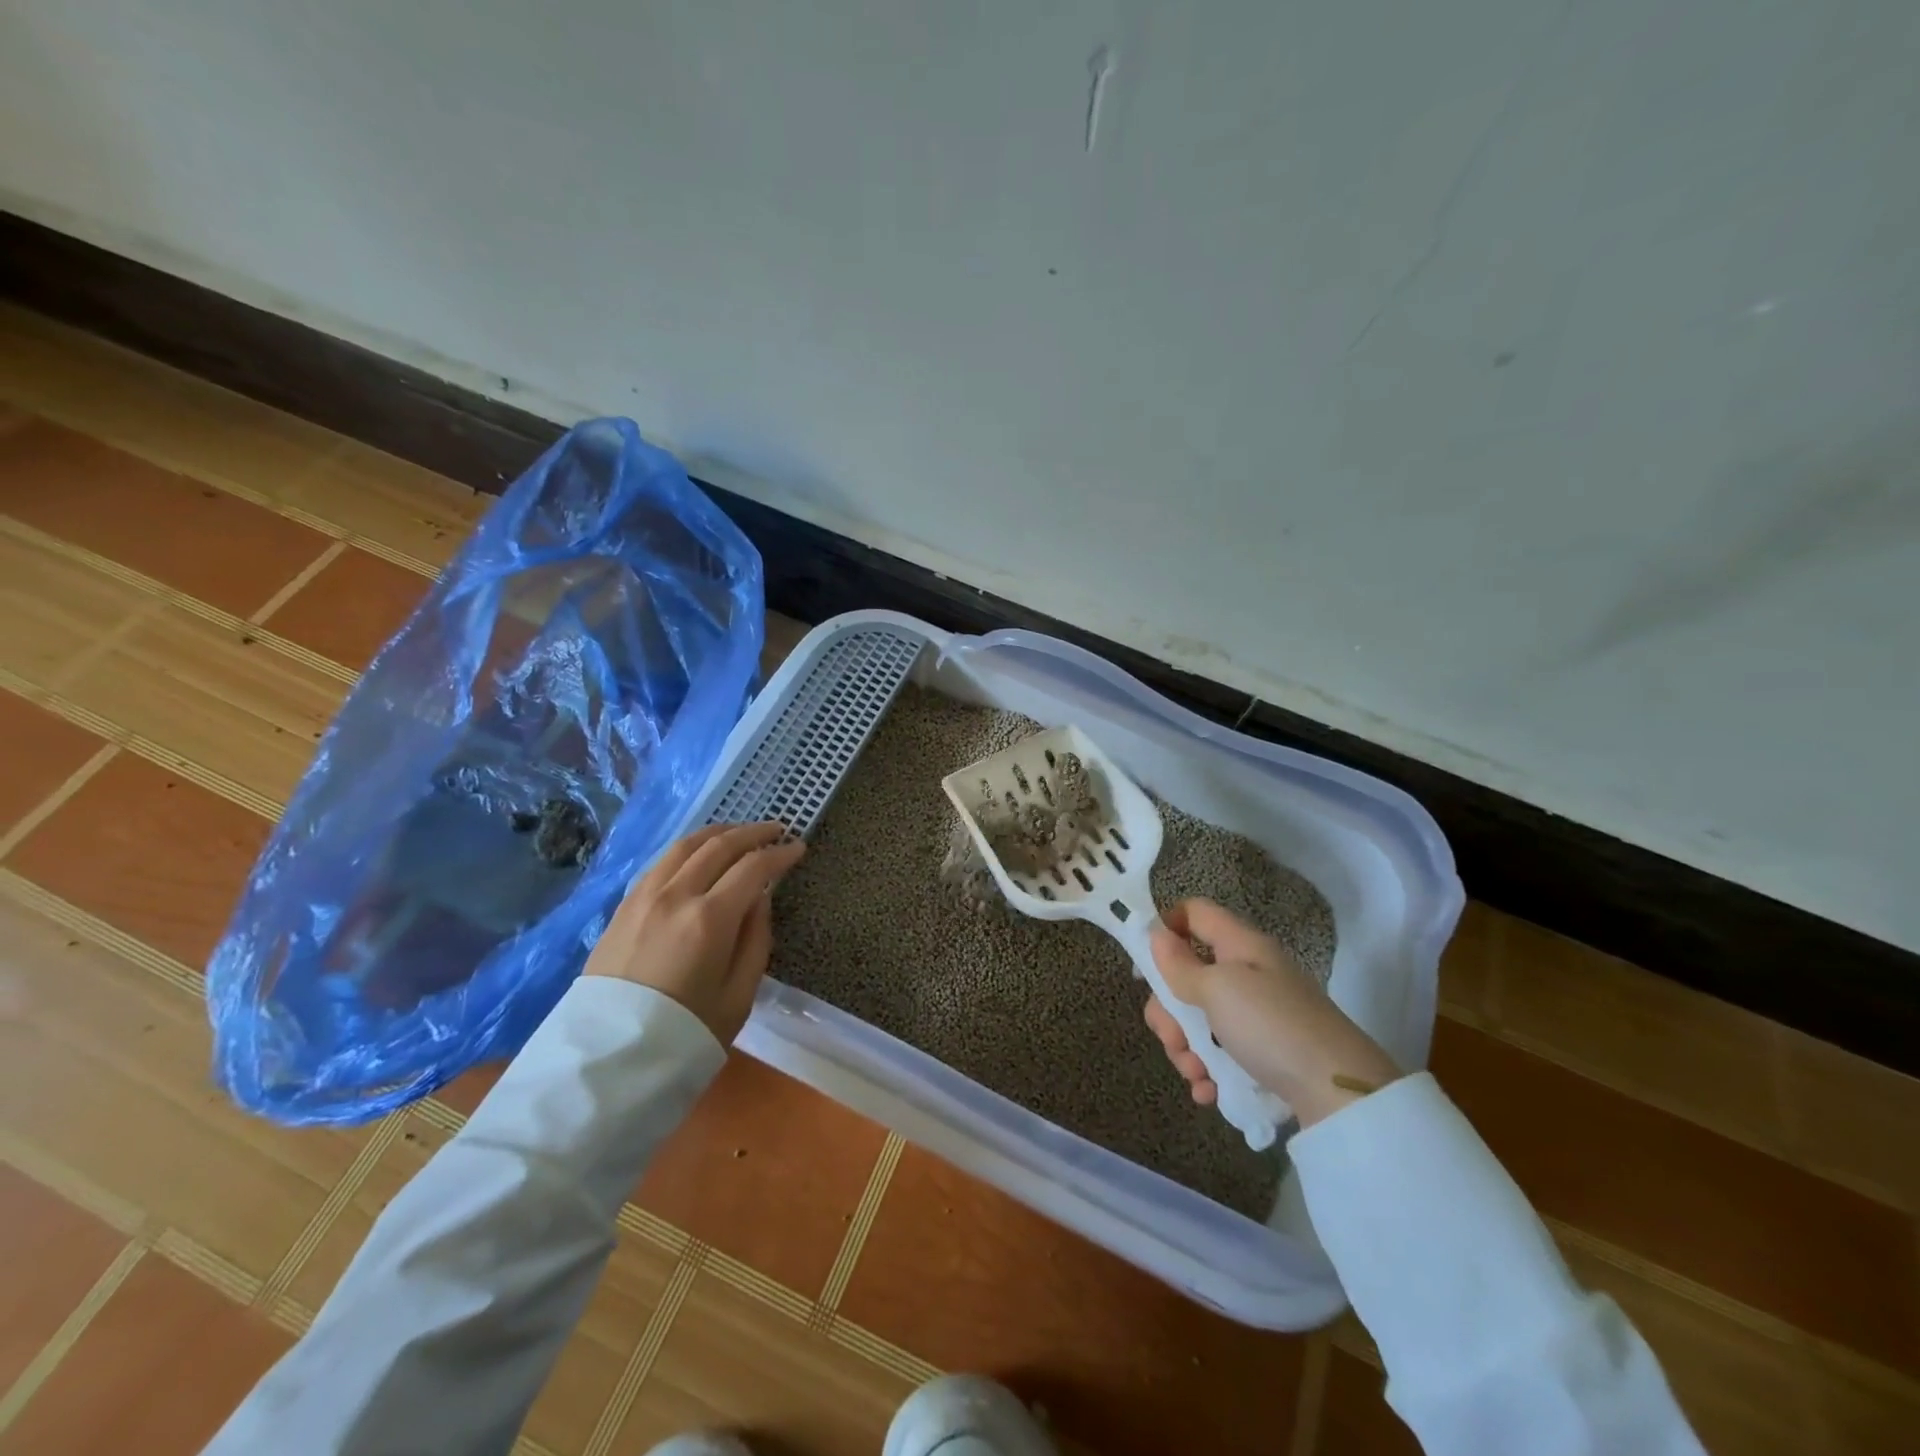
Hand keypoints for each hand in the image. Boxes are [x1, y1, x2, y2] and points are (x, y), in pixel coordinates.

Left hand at [583, 822, 805, 1043]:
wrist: (609, 1060)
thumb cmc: (685, 1033)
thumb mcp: (739, 996)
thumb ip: (756, 939)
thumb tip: (760, 898)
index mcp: (709, 919)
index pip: (753, 867)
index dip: (780, 853)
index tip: (798, 847)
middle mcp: (676, 896)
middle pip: (719, 845)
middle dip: (753, 833)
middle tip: (776, 829)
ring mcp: (644, 897)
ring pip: (685, 846)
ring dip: (718, 833)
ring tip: (739, 832)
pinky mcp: (623, 907)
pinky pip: (661, 862)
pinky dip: (688, 849)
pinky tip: (698, 854)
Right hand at [1144, 898, 1401, 1128]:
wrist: (1340, 1094)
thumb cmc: (1272, 1026)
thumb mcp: (1218, 990)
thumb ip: (1180, 965)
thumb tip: (1156, 935)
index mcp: (1238, 945)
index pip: (1193, 912)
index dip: (1165, 927)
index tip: (1147, 965)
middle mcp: (1246, 973)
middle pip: (1187, 975)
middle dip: (1170, 1010)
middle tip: (1174, 1038)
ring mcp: (1256, 1014)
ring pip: (1199, 1018)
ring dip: (1186, 1047)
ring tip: (1196, 1074)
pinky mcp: (1264, 1051)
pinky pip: (1221, 1052)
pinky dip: (1209, 1070)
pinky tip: (1208, 1091)